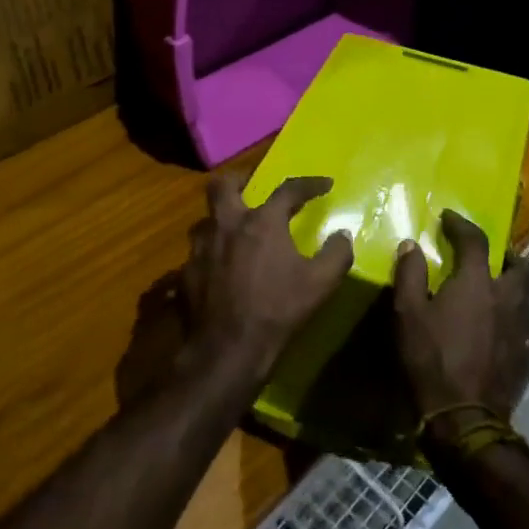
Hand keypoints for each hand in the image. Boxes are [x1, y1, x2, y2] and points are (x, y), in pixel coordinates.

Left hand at [181, 174, 352, 379]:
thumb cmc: (277, 310)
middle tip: (251, 185)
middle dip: (238, 179)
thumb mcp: (320, 284)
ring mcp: (201, 248)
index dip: (309, 184)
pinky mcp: (185, 273)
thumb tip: (343, 235)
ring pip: (205, 219)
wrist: (228, 349)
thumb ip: (336, 254)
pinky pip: (197, 254)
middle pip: (223, 185)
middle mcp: (227, 225)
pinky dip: (210, 255)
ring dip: (220, 219)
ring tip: (234, 230)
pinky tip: (219, 269)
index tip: (325, 184)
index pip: (288, 189)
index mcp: (262, 222)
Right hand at [392, 210, 528, 444]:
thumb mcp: (408, 314)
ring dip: (520, 287)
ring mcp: (524, 328)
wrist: (464, 417)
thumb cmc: (431, 359)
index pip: (475, 240)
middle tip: (492, 258)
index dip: (461, 225)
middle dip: (510, 256)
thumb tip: (411, 245)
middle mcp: (508, 298)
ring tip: (501, 291)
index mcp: (478, 283)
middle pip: (523, 267)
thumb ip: (410, 274)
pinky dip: (520, 316)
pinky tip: (504, 326)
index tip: (449, 218)